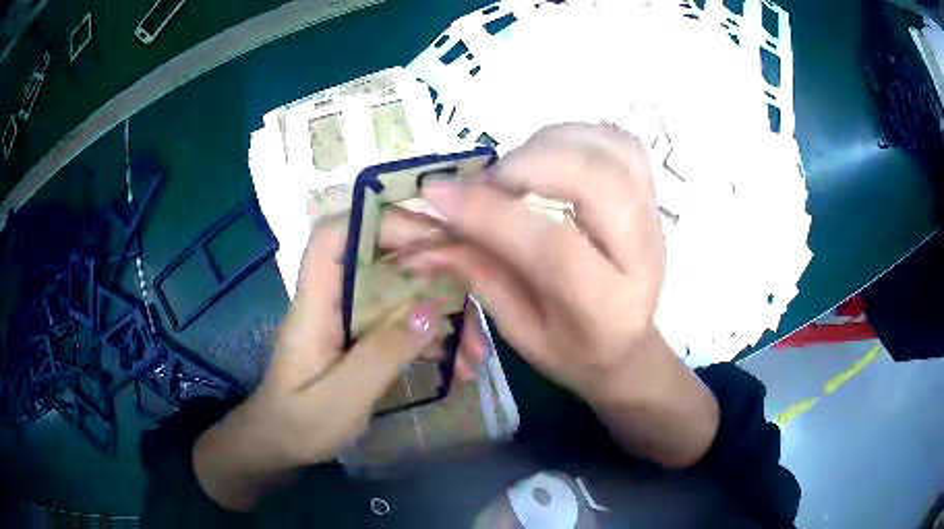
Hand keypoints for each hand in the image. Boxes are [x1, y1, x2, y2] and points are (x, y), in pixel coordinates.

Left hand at [193, 223, 486, 510]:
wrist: (282, 444)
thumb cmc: (300, 423)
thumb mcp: (343, 397)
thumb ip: (383, 353)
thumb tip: (430, 307)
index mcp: (315, 304)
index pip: (335, 236)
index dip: (379, 221)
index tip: (432, 239)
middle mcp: (334, 299)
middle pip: (383, 260)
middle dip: (435, 276)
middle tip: (476, 301)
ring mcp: (352, 318)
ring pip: (402, 292)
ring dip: (443, 315)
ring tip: (476, 355)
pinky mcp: (365, 337)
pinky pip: (405, 321)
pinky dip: (435, 338)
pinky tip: (459, 366)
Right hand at [410, 123, 666, 400]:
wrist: (629, 347)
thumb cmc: (573, 350)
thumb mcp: (519, 331)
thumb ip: (479, 274)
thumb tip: (425, 229)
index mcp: (606, 309)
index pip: (554, 248)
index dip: (491, 214)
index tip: (436, 193)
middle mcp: (642, 255)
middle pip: (596, 182)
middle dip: (527, 166)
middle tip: (486, 183)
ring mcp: (654, 217)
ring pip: (613, 149)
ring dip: (552, 143)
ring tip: (516, 169)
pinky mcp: (652, 195)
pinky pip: (622, 142)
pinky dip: (579, 135)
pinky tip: (550, 154)